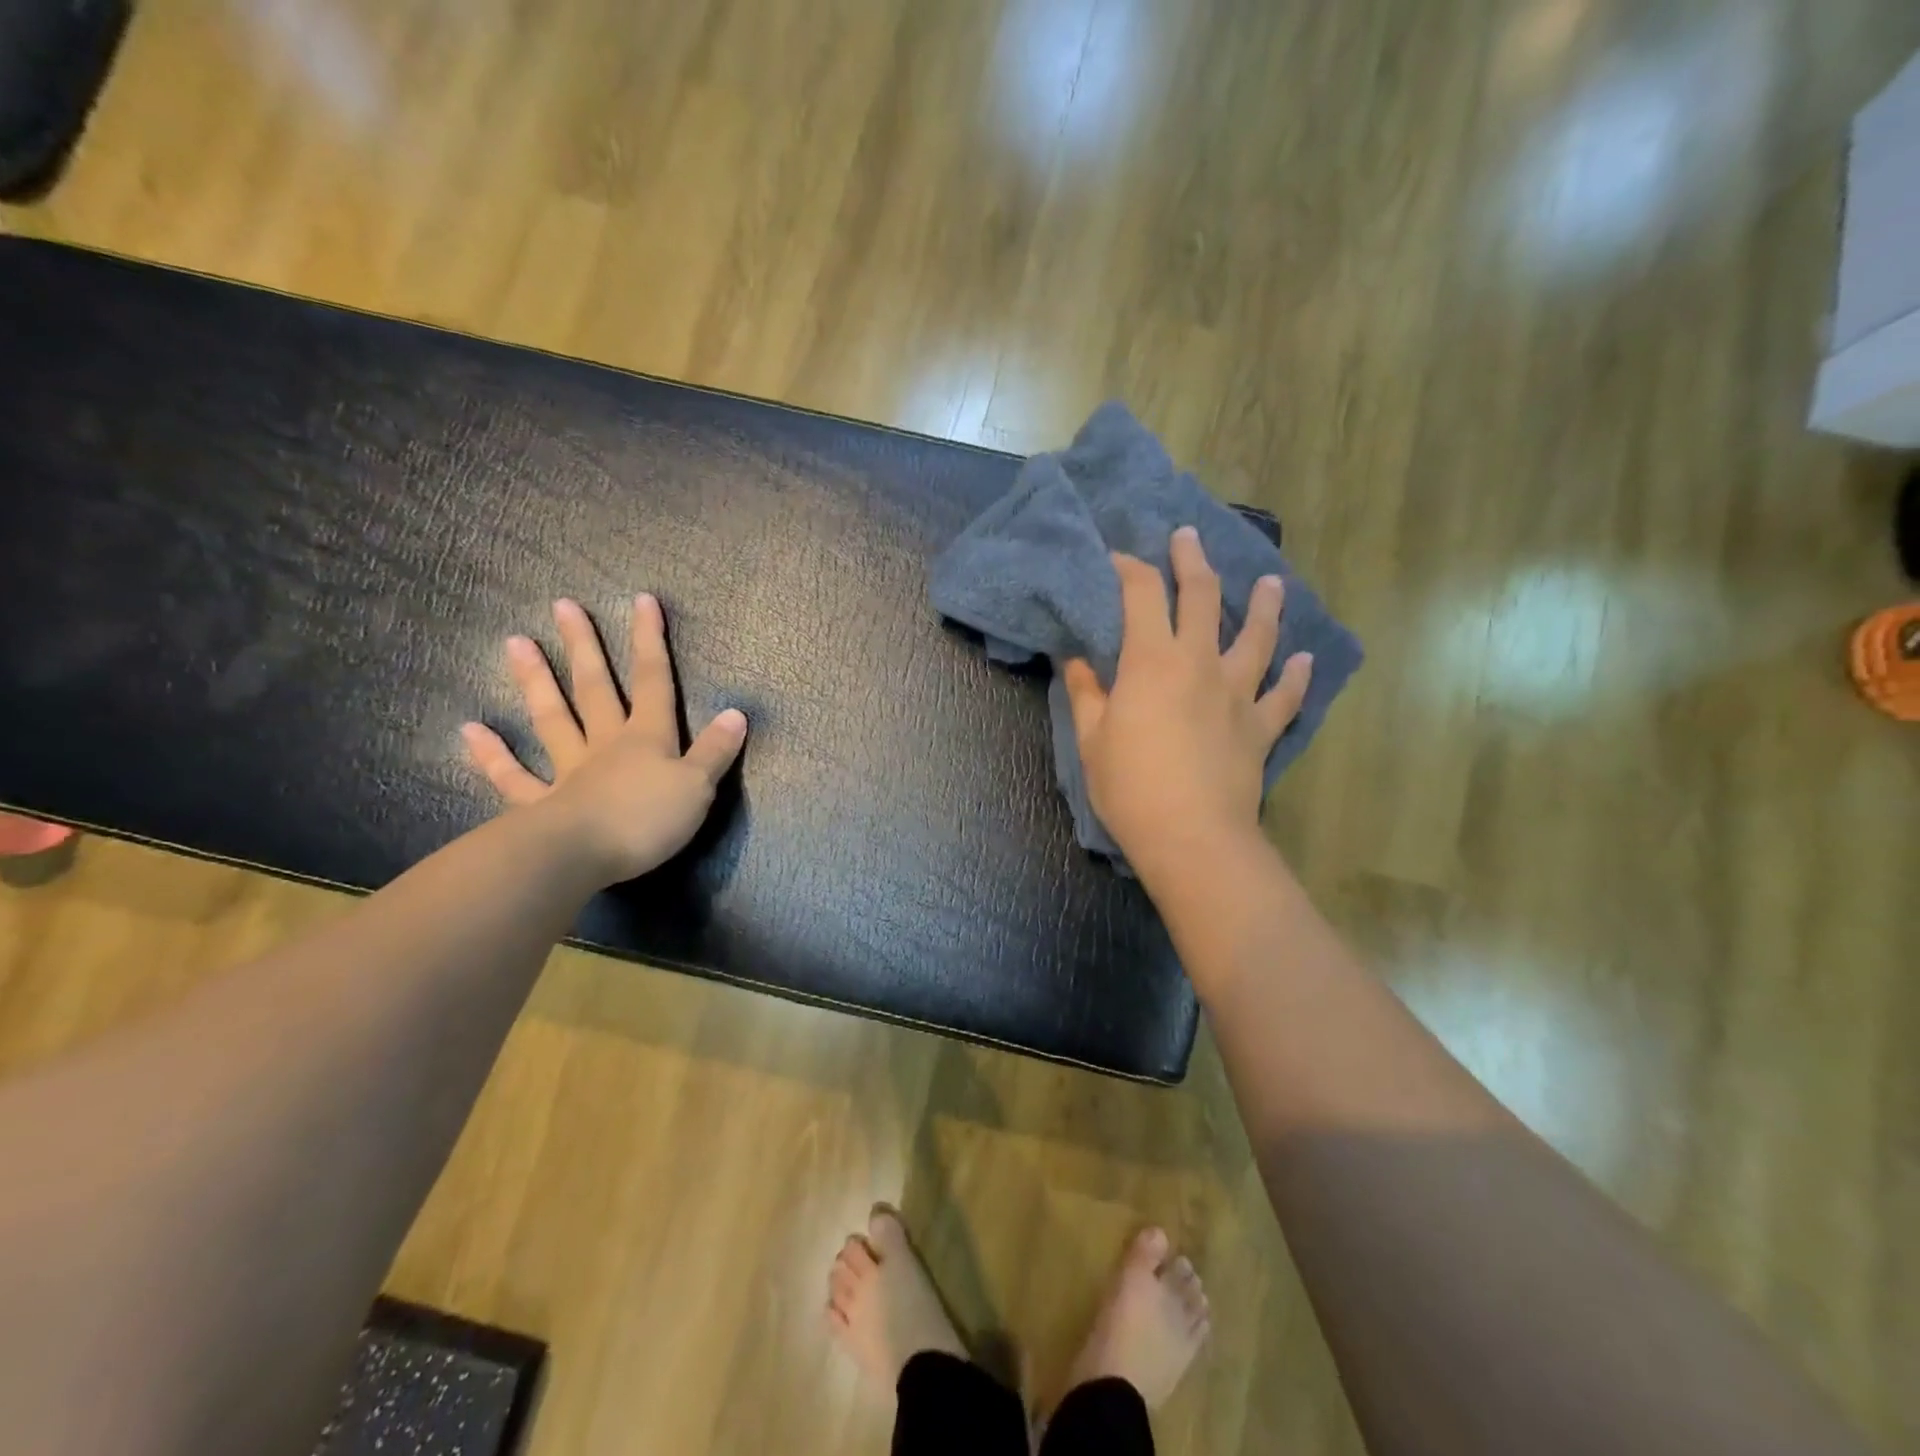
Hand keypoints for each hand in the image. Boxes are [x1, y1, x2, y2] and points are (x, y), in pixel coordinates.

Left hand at [462, 595, 747, 883]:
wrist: (582, 856)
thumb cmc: (647, 820)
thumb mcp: (698, 787)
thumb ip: (716, 751)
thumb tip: (736, 713)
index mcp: (647, 738)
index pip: (654, 682)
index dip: (650, 641)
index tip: (642, 600)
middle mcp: (605, 745)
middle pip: (596, 688)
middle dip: (585, 647)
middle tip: (563, 606)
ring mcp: (568, 771)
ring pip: (553, 719)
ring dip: (536, 682)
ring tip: (515, 642)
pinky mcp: (539, 804)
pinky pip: (514, 777)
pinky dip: (492, 756)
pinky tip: (470, 731)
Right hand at [1063, 527, 1312, 885]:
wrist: (1192, 836)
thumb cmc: (1130, 787)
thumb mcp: (1092, 739)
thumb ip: (1087, 694)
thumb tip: (1077, 660)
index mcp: (1152, 660)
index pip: (1141, 595)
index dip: (1130, 569)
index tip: (1118, 558)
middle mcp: (1200, 662)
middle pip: (1203, 597)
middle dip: (1193, 561)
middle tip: (1189, 537)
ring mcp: (1237, 693)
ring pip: (1258, 636)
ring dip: (1264, 605)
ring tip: (1272, 583)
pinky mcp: (1261, 727)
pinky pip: (1284, 696)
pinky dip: (1296, 676)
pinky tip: (1304, 660)